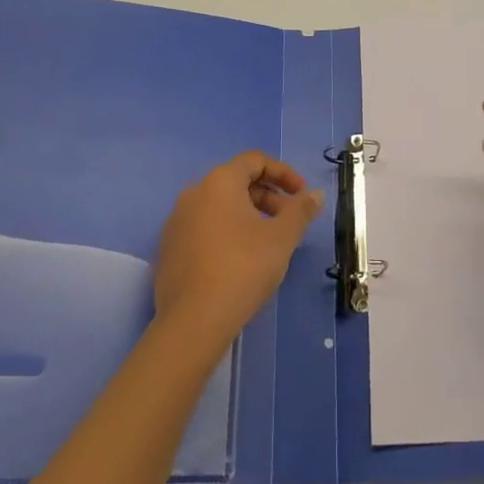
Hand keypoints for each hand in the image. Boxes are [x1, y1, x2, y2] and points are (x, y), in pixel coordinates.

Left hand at [153, 152, 320, 342]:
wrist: (193, 322)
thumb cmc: (243, 268)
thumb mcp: (282, 238)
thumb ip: (300, 211)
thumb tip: (315, 195)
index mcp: (219, 182)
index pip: (254, 161)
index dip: (283, 173)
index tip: (302, 195)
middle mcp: (193, 194)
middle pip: (236, 182)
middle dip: (268, 196)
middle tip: (289, 221)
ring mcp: (176, 222)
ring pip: (219, 207)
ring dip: (248, 215)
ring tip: (268, 242)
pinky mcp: (168, 250)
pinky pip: (204, 228)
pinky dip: (227, 232)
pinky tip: (241, 260)